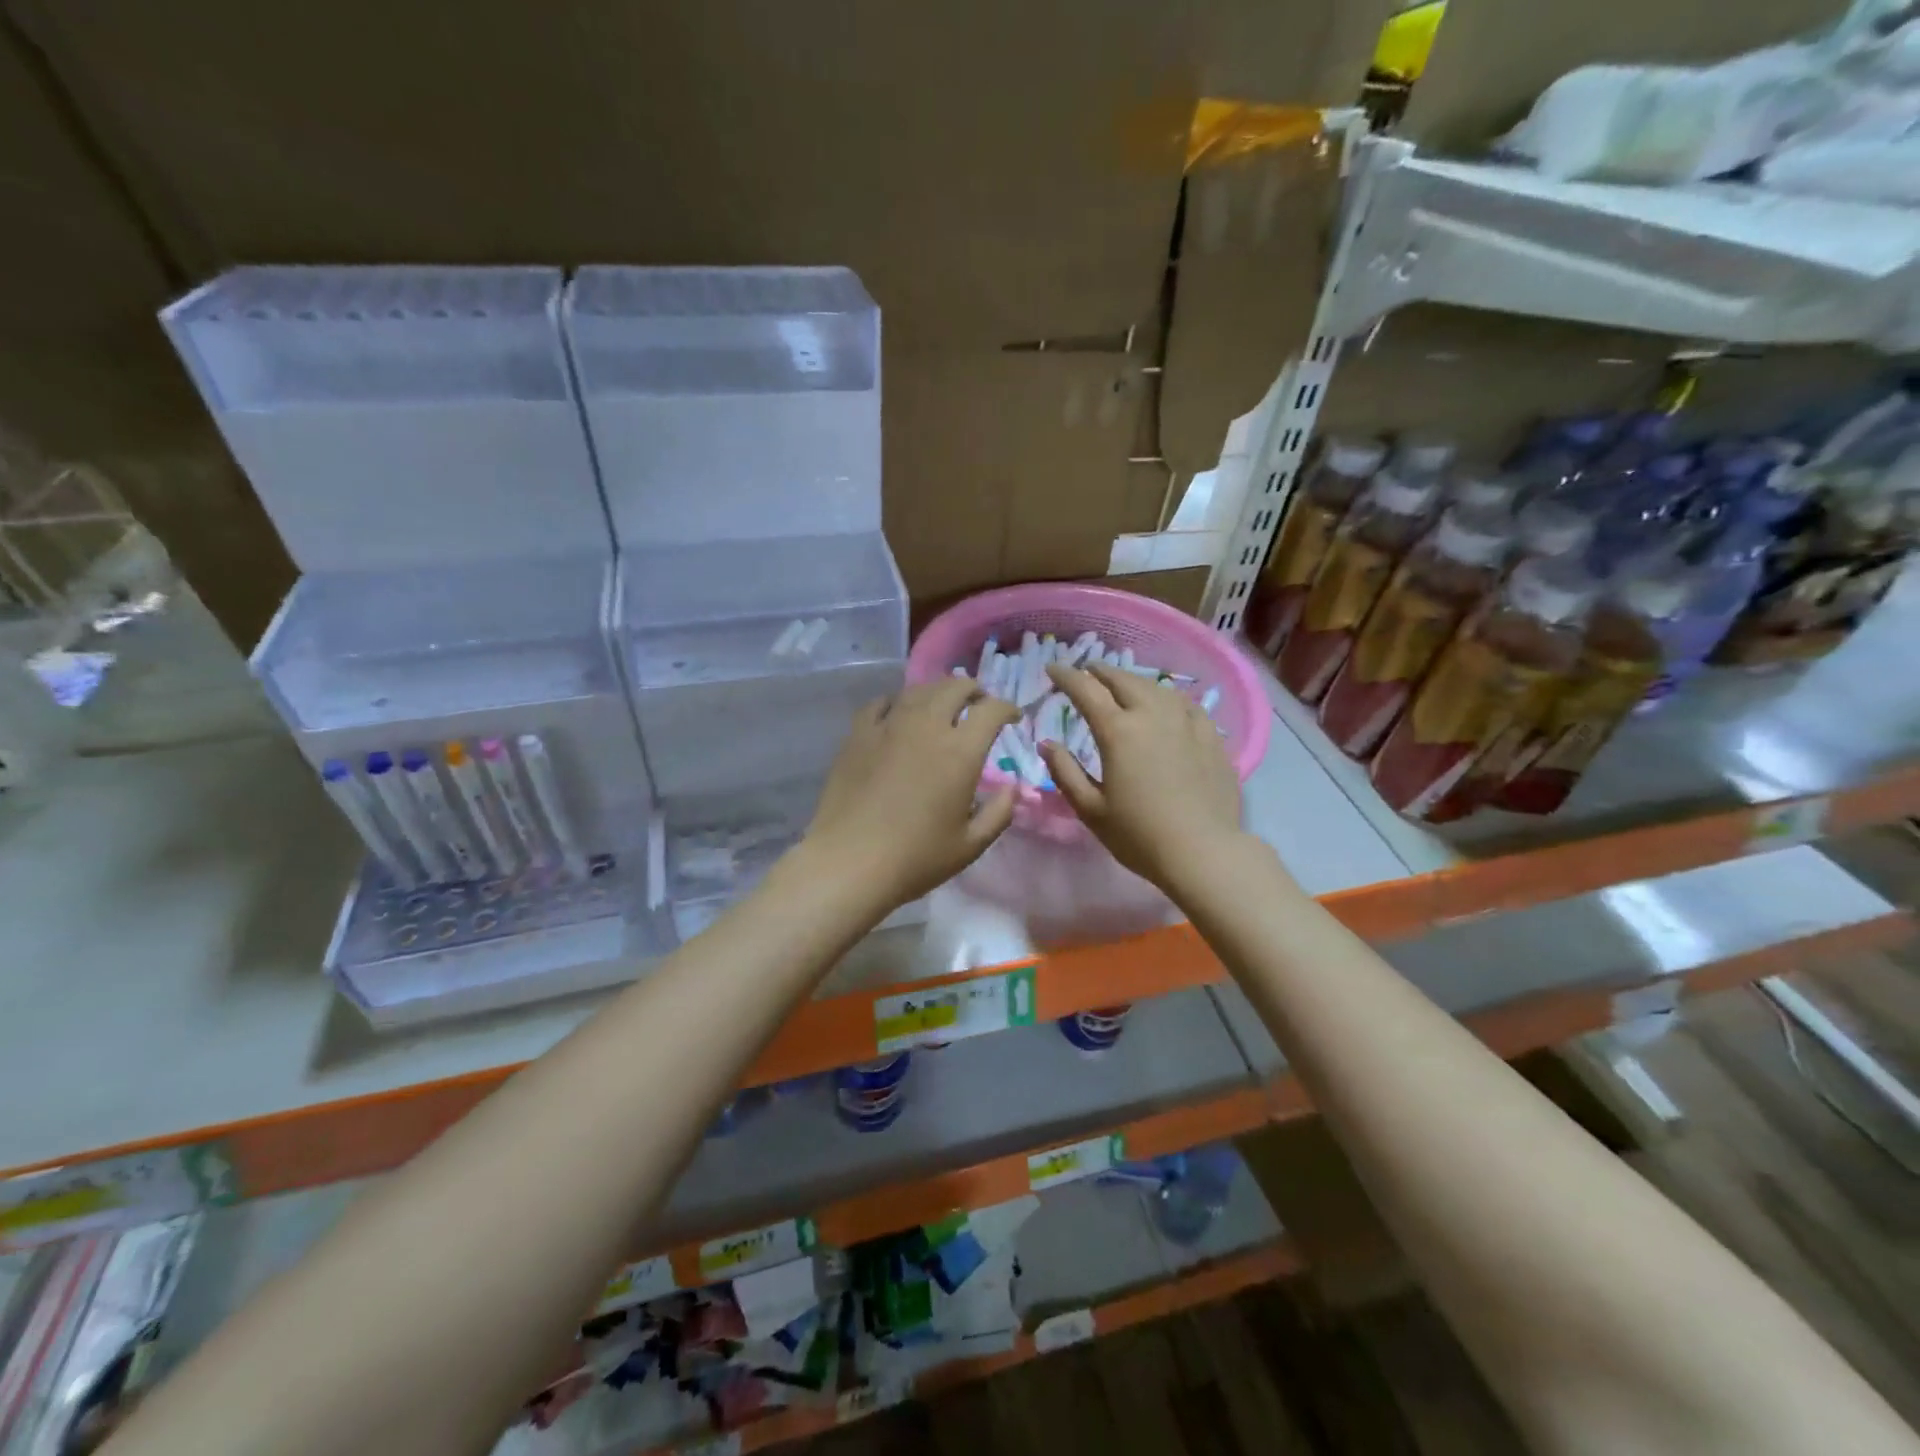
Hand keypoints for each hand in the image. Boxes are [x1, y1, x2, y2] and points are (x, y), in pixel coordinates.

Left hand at [802, 678, 1020, 912]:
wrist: (849, 862)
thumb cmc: (915, 858)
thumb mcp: (970, 845)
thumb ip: (999, 812)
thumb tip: (1012, 788)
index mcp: (960, 751)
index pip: (992, 710)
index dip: (1008, 708)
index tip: (1013, 718)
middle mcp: (927, 726)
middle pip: (956, 687)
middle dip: (975, 691)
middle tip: (979, 707)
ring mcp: (889, 726)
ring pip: (919, 690)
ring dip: (938, 693)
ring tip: (942, 708)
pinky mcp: (858, 734)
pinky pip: (881, 703)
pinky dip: (898, 702)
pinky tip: (898, 715)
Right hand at [1038, 662, 1243, 889]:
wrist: (1203, 852)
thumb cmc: (1139, 835)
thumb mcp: (1090, 809)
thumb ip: (1065, 772)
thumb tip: (1047, 743)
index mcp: (1118, 731)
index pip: (1085, 690)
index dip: (1066, 675)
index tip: (1052, 668)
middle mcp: (1152, 715)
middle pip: (1123, 680)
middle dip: (1100, 671)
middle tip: (1086, 671)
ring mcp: (1186, 723)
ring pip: (1156, 687)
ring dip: (1133, 680)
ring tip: (1123, 684)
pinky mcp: (1211, 737)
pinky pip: (1186, 704)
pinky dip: (1167, 696)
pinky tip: (1167, 703)